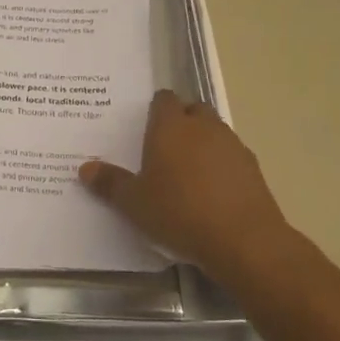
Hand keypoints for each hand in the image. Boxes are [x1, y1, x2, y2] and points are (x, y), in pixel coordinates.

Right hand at [80, 90, 292, 281]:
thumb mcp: (134, 203)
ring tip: (187, 171)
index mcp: (171, 127)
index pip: (163, 99)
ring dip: (202, 142)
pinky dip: (221, 165)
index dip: (154, 109)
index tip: (144, 126)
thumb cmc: (179, 212)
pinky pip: (231, 156)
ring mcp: (233, 146)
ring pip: (215, 131)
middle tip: (163, 147)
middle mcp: (203, 127)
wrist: (244, 241)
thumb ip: (110, 183)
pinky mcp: (254, 169)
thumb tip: (86, 168)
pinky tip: (212, 191)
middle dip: (181, 121)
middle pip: (193, 109)